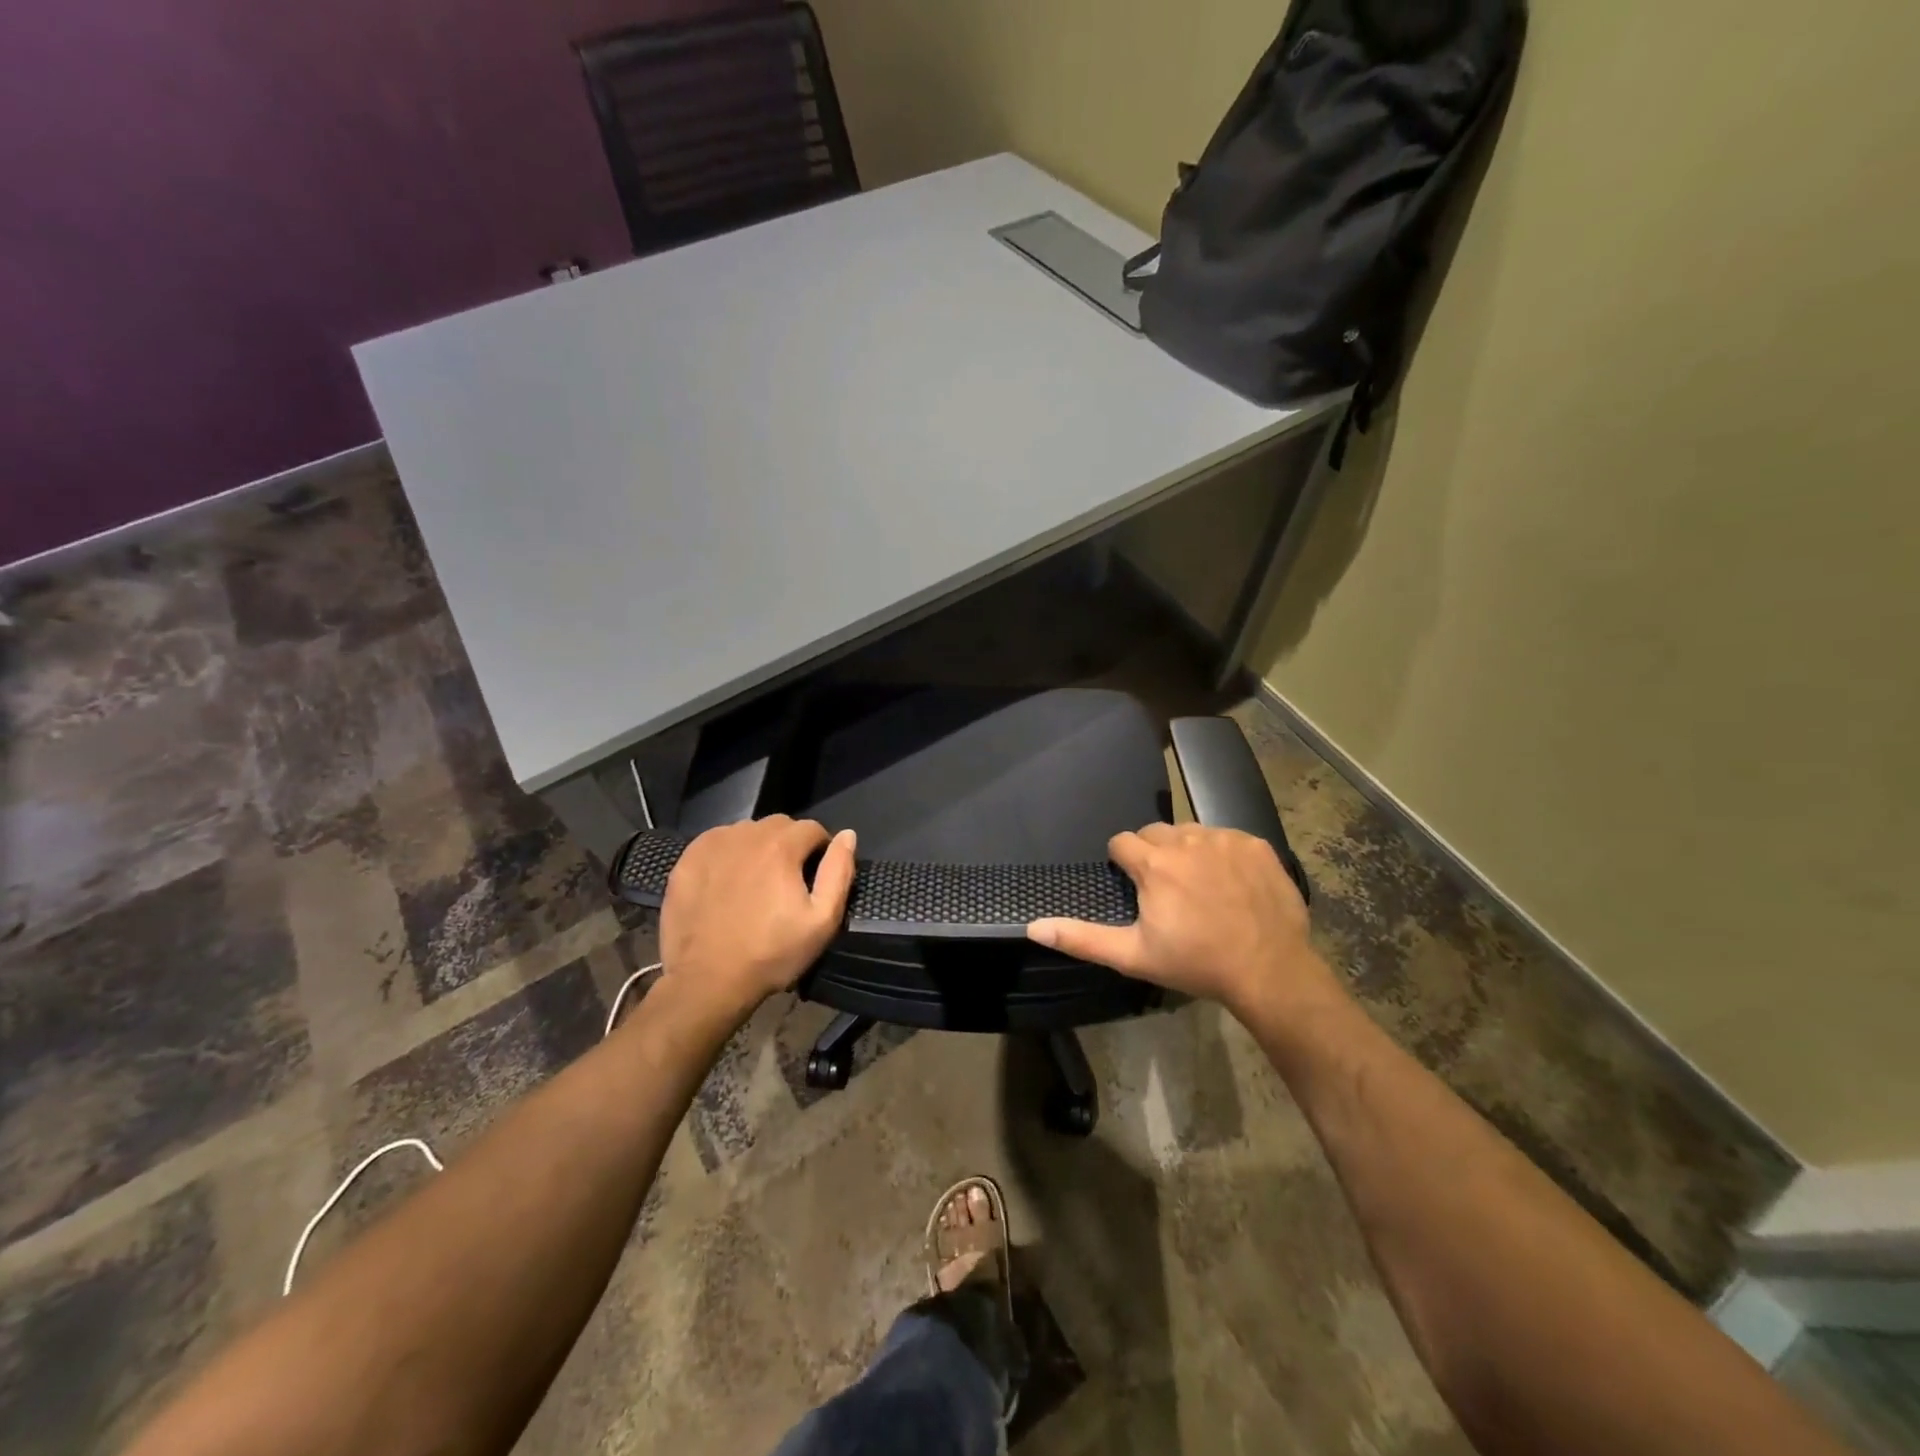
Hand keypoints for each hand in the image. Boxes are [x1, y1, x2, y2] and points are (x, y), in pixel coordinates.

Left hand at [659, 816, 856, 1022]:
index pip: (811, 828)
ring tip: (756, 882)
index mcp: (781, 846)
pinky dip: (728, 854)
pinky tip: (727, 882)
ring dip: (758, 848)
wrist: (707, 981)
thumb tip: (847, 835)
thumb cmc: (771, 953)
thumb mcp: (822, 920)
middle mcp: (746, 834)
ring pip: (747, 832)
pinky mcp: (686, 860)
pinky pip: (717, 843)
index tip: (814, 877)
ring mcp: (712, 845)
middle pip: (779, 825)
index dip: (819, 850)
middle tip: (786, 881)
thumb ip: (838, 872)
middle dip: (789, 845)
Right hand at [1028, 822, 1336, 1017]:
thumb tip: (1034, 926)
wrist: (1269, 971)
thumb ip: (1081, 938)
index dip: (1123, 864)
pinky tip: (1231, 884)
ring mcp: (1225, 838)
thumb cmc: (1196, 963)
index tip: (1136, 889)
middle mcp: (1187, 839)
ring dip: (1187, 851)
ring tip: (1199, 887)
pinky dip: (1222, 853)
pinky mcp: (1256, 844)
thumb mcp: (1133, 955)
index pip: (1122, 842)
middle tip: (1166, 891)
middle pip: (1155, 832)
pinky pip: (1226, 836)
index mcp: (1154, 864)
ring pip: (1190, 831)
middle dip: (1153, 854)